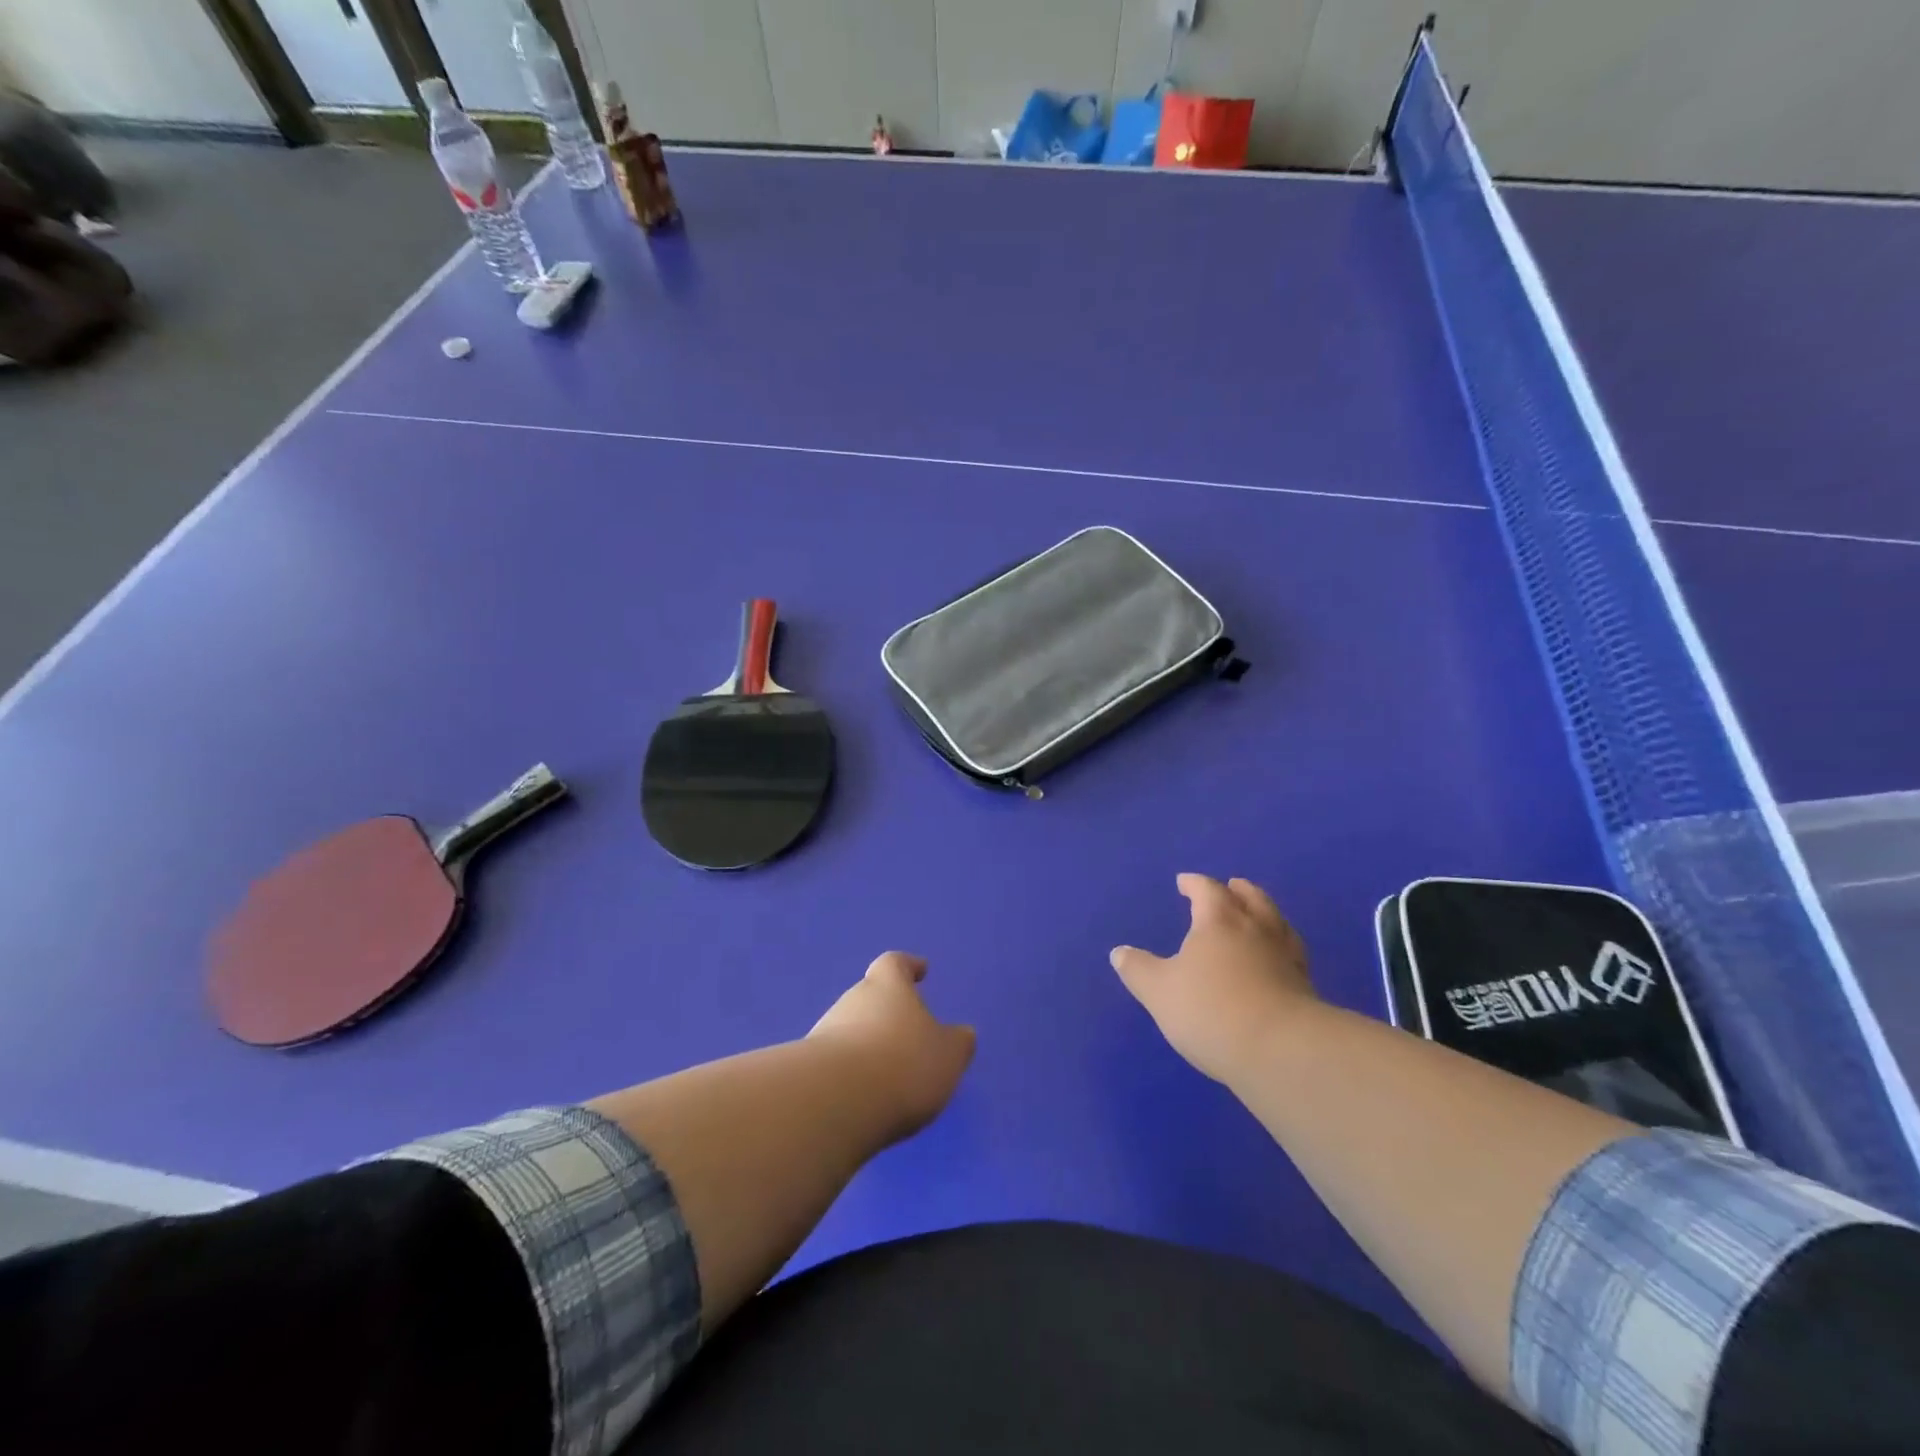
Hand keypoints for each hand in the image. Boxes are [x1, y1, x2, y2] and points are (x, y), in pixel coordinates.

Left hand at [808, 952, 975, 1142]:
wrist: (836, 1103)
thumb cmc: (903, 1065)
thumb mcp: (948, 1056)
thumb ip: (957, 1042)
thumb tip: (962, 1034)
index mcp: (888, 986)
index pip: (895, 963)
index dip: (908, 966)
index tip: (920, 970)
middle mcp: (853, 999)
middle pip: (870, 995)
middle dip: (887, 1011)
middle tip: (907, 1032)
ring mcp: (825, 1032)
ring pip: (851, 1029)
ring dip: (868, 1044)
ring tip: (888, 1072)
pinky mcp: (808, 1068)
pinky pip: (836, 1063)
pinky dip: (852, 1072)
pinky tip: (865, 1095)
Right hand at [1110, 874, 1318, 1083]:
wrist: (1281, 1051)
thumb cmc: (1211, 1010)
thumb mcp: (1159, 991)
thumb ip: (1138, 969)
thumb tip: (1120, 952)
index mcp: (1219, 921)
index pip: (1207, 890)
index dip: (1194, 884)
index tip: (1184, 882)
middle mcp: (1256, 930)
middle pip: (1251, 899)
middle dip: (1238, 890)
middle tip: (1232, 886)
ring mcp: (1286, 958)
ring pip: (1277, 923)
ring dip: (1265, 912)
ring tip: (1258, 914)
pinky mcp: (1305, 987)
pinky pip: (1292, 953)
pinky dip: (1282, 946)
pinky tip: (1277, 958)